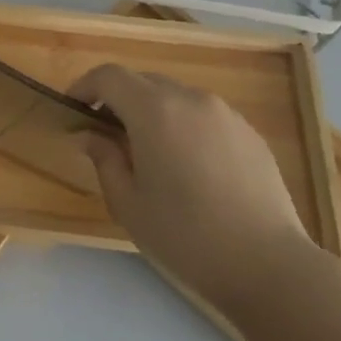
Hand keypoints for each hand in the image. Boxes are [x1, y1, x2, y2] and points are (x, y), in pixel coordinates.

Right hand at [69, 64, 331, 317]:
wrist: (267, 264)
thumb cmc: (184, 235)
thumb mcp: (127, 202)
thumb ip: (104, 159)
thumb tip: (91, 136)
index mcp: (154, 111)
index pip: (110, 76)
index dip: (84, 86)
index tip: (73, 109)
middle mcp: (191, 100)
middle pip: (143, 81)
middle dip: (117, 99)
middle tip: (105, 134)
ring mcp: (226, 115)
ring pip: (176, 96)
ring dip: (152, 111)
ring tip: (147, 151)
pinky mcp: (250, 134)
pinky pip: (204, 115)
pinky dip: (183, 125)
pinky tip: (186, 166)